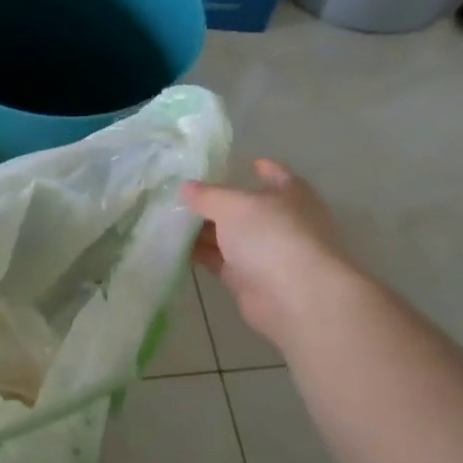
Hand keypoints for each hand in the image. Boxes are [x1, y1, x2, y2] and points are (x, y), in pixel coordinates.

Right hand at [181, 160, 359, 352]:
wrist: (295, 297)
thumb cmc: (272, 236)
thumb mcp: (234, 204)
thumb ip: (207, 195)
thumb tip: (184, 188)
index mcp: (289, 194)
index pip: (271, 173)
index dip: (249, 166)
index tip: (220, 164)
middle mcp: (279, 221)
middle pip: (242, 206)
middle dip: (212, 201)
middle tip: (177, 193)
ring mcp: (264, 252)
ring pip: (228, 235)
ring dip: (201, 229)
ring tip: (166, 217)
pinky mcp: (247, 279)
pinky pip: (218, 261)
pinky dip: (199, 254)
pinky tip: (172, 245)